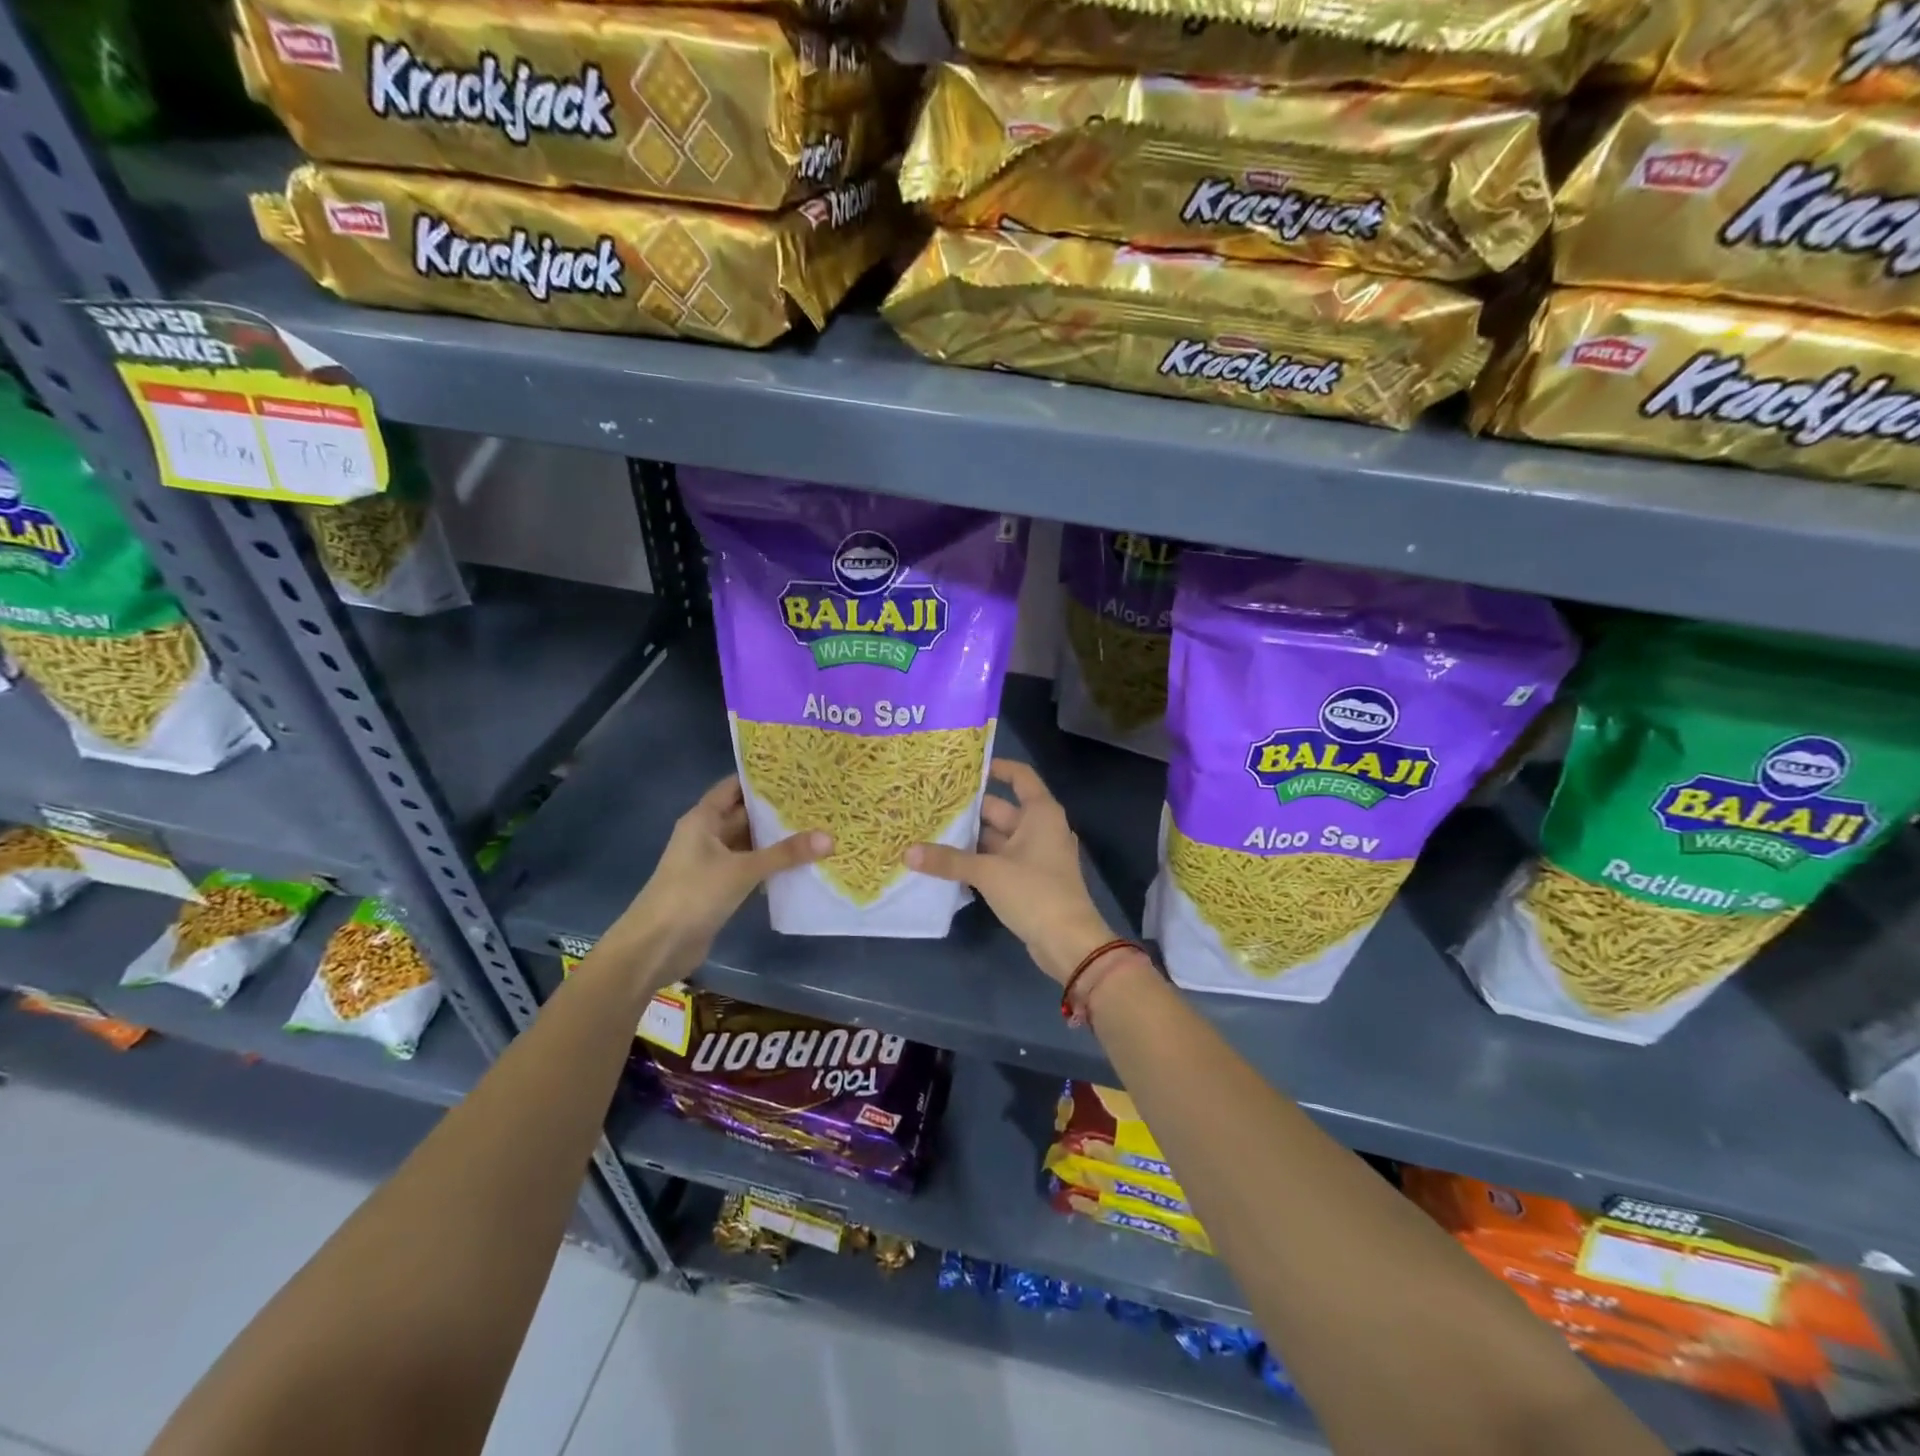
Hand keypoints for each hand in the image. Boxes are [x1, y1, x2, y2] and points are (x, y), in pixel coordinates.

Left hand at [611, 776, 829, 984]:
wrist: (656, 947)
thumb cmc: (693, 894)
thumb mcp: (742, 870)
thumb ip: (785, 854)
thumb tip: (829, 837)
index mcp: (703, 819)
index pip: (734, 787)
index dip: (761, 779)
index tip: (797, 773)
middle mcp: (707, 835)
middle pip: (745, 815)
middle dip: (777, 810)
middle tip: (818, 801)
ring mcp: (712, 863)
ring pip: (749, 843)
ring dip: (776, 840)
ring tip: (817, 827)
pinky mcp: (719, 888)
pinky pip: (750, 868)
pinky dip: (771, 865)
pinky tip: (800, 864)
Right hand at [906, 758, 1114, 984]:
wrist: (1069, 942)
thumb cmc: (1035, 892)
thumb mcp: (988, 873)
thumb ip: (949, 860)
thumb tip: (908, 853)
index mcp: (1040, 813)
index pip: (1020, 776)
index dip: (996, 767)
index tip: (966, 766)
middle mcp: (1041, 828)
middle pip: (1002, 809)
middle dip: (969, 809)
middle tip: (932, 804)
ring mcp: (1036, 856)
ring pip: (998, 838)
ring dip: (970, 838)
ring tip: (932, 831)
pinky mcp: (1030, 880)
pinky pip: (1000, 861)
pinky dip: (979, 860)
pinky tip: (948, 863)